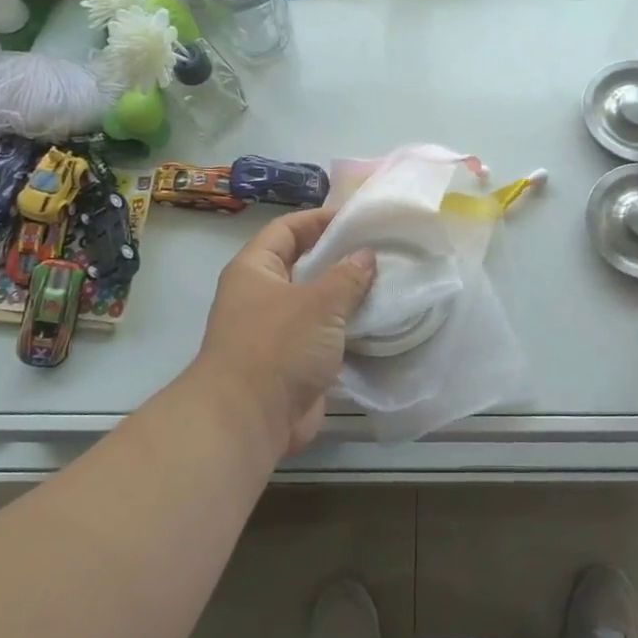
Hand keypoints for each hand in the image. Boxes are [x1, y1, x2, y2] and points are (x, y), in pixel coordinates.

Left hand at [194, 209, 376, 458]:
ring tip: (388, 283)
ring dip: (347, 296)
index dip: (319, 219)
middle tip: (380, 250)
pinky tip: (379, 322)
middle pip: (303, 265)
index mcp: (255, 270)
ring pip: (317, 303)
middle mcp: (262, 296)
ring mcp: (276, 331)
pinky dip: (347, 329)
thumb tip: (366, 256)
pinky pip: (324, 336)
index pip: (287, 229)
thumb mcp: (318, 302)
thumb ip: (346, 276)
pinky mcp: (293, 362)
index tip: (357, 218)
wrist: (248, 420)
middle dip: (339, 258)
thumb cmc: (277, 346)